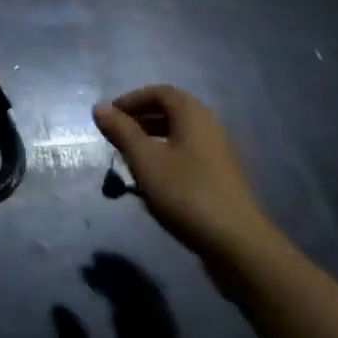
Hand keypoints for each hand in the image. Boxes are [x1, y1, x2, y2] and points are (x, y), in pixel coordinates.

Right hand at [93, 86, 279, 277]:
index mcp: (192, 114)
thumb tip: (99, 107)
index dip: (131, 100)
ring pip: (178, 135)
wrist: (237, 245)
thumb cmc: (186, 193)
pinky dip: (166, 158)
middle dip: (140, 120)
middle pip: (170, 112)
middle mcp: (208, 126)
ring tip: (130, 159)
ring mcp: (218, 153)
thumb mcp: (145, 160)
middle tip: (116, 136)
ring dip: (151, 140)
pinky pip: (188, 155)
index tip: (110, 117)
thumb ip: (121, 131)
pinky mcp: (221, 178)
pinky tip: (154, 182)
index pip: (159, 92)